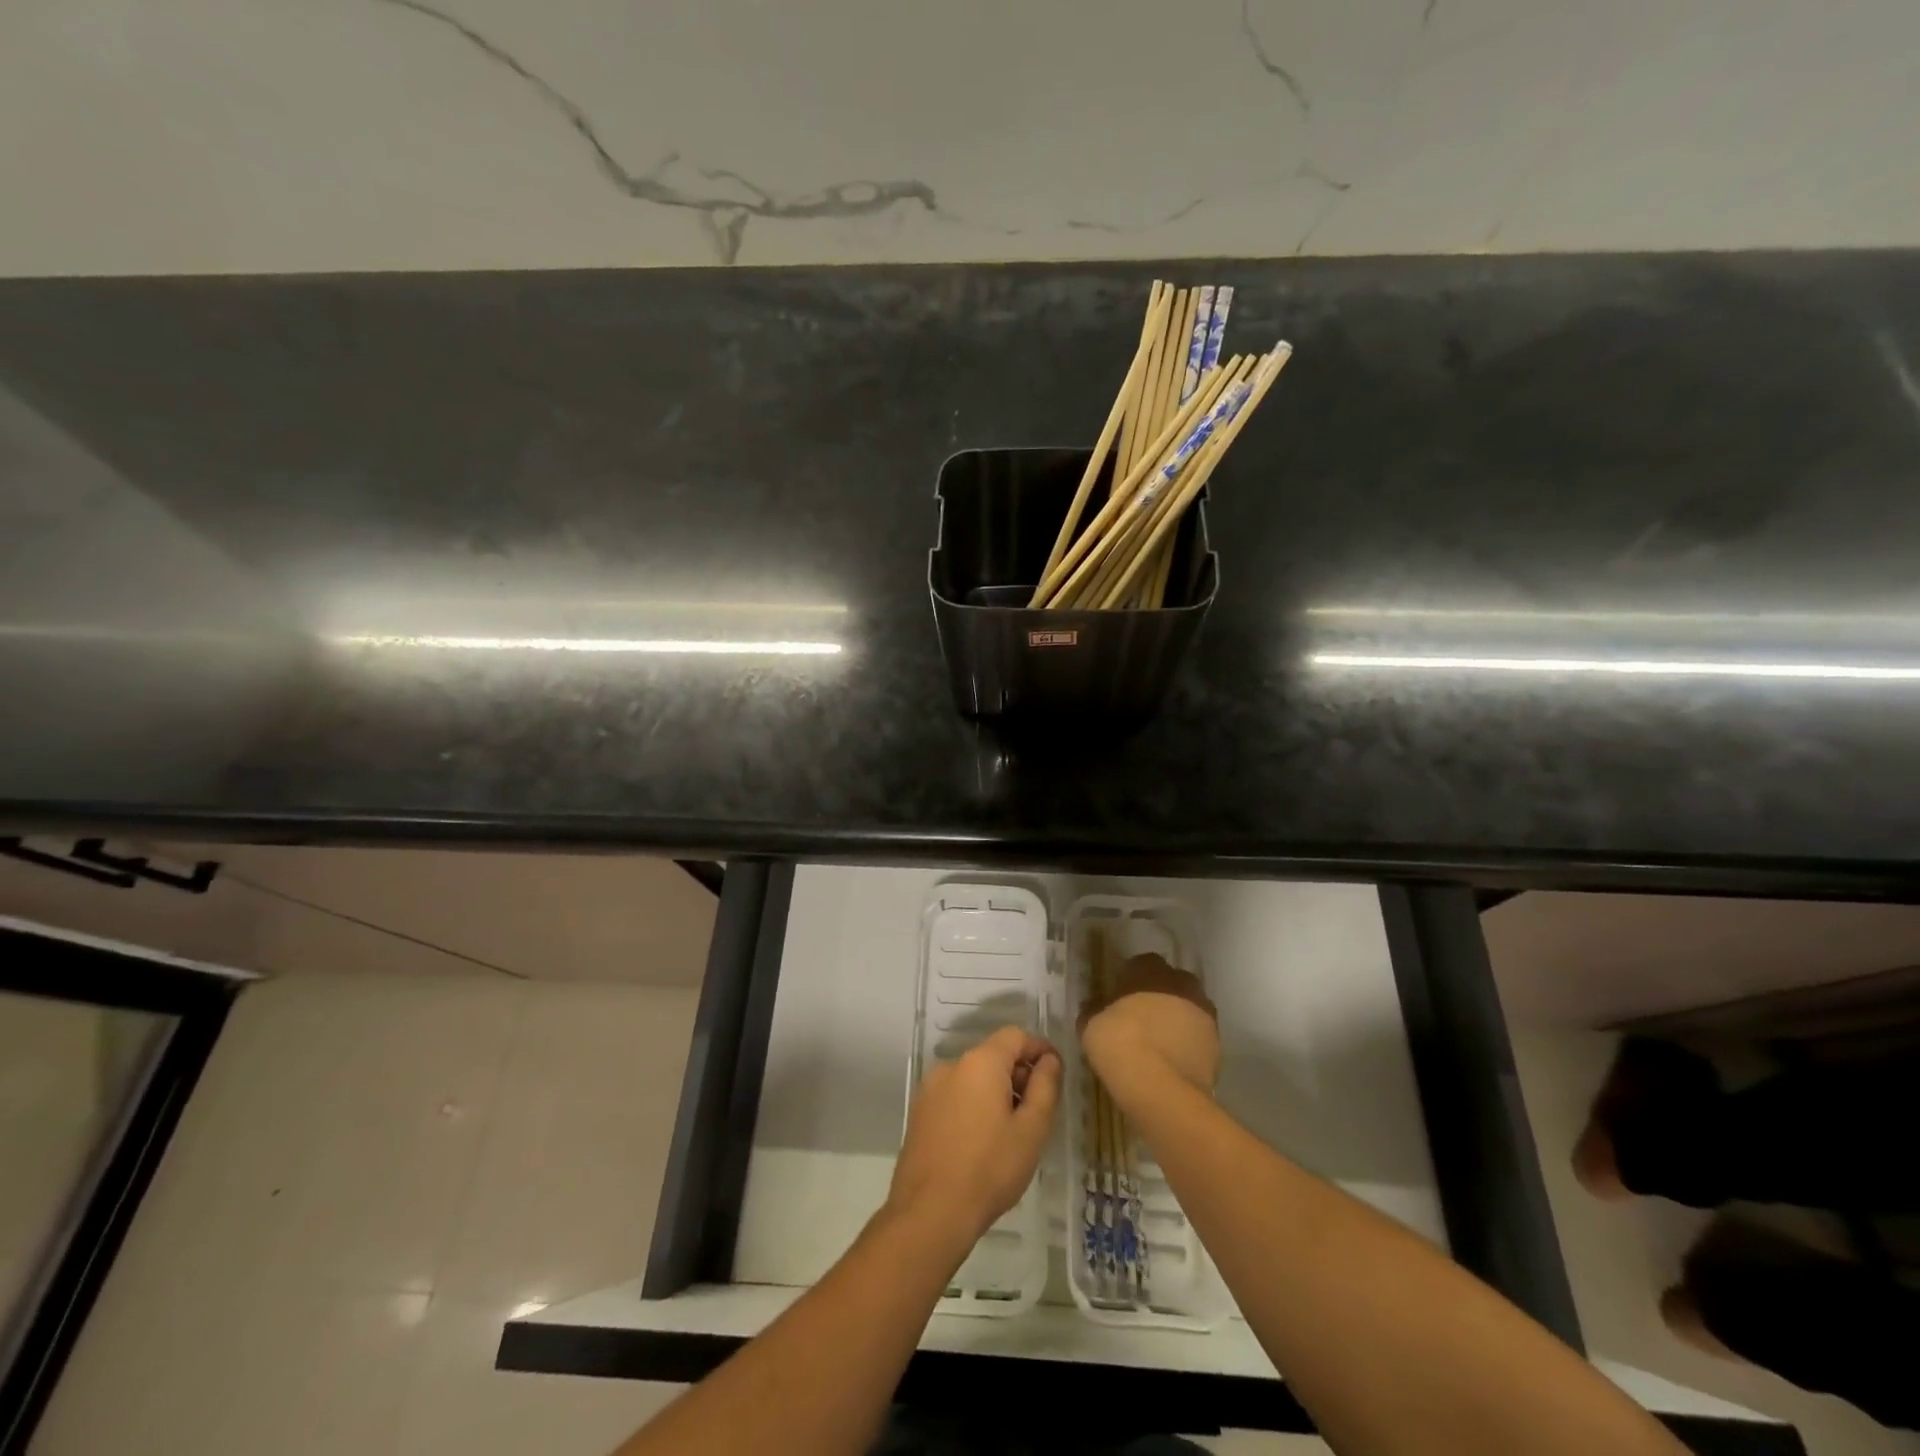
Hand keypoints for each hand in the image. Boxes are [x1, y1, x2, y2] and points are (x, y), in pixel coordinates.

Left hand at [890, 1026, 1060, 1249]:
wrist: (929, 1212)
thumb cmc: (989, 1169)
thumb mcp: (1031, 1129)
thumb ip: (1045, 1087)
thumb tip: (1049, 1060)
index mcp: (980, 1062)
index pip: (1015, 1036)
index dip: (1039, 1049)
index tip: (1055, 1073)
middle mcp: (952, 1065)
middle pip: (993, 1054)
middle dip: (1018, 1073)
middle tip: (1037, 1111)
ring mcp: (931, 1088)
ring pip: (973, 1076)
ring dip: (996, 1091)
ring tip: (1011, 1131)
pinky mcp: (920, 1111)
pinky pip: (956, 1095)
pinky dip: (974, 1105)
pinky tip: (982, 1141)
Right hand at [1080, 953, 1219, 1105]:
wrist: (1160, 1088)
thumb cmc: (1119, 1044)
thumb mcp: (1090, 1024)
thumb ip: (1095, 1010)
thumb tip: (1096, 1007)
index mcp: (1149, 970)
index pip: (1141, 963)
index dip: (1131, 980)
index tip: (1120, 998)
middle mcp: (1181, 983)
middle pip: (1171, 982)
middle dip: (1159, 996)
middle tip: (1142, 1018)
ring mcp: (1204, 1013)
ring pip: (1189, 1009)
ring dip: (1177, 1019)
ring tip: (1159, 1044)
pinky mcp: (1217, 1044)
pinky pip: (1198, 1036)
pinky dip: (1188, 1044)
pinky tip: (1172, 1062)